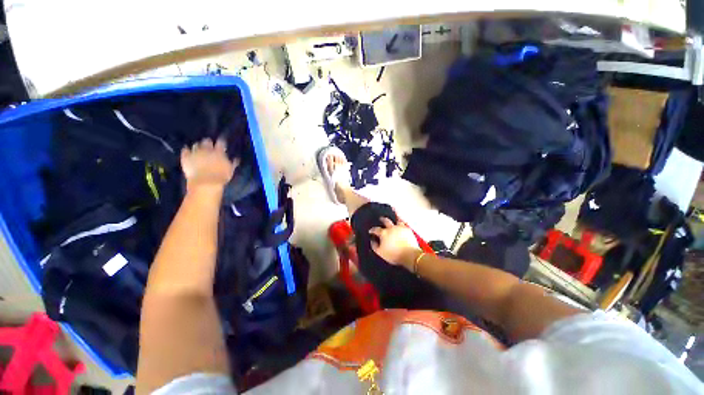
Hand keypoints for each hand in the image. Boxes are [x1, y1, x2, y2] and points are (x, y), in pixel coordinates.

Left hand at [181, 138, 237, 190]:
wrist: (205, 183)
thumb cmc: (221, 177)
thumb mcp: (230, 170)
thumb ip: (233, 163)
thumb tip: (236, 158)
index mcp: (219, 152)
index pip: (221, 142)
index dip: (221, 141)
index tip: (222, 141)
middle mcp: (207, 150)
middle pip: (207, 141)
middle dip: (208, 142)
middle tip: (209, 145)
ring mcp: (195, 152)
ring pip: (196, 145)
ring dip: (198, 146)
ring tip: (199, 148)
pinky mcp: (186, 157)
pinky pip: (185, 150)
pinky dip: (186, 150)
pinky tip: (187, 150)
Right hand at [369, 217, 421, 269]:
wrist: (409, 254)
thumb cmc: (394, 254)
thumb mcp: (380, 252)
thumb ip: (374, 246)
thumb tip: (372, 240)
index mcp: (383, 233)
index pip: (376, 229)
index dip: (372, 230)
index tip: (371, 231)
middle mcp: (391, 228)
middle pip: (386, 221)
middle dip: (382, 219)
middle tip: (381, 219)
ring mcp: (400, 228)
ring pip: (396, 221)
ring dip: (394, 222)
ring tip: (393, 223)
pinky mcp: (408, 230)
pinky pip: (404, 225)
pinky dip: (401, 225)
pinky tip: (401, 227)